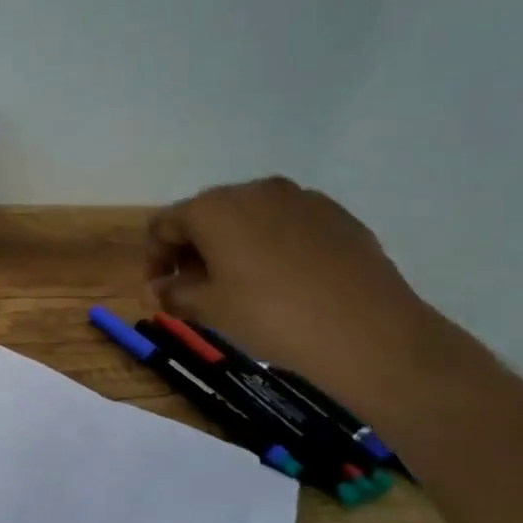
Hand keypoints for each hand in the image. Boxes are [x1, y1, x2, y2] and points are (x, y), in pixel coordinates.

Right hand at [145, 178, 427, 397]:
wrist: (368, 332)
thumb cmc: (271, 316)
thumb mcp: (211, 309)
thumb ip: (174, 293)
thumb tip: (156, 289)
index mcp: (214, 208)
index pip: (164, 224)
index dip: (153, 258)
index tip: (158, 292)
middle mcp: (254, 190)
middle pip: (206, 215)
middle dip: (192, 250)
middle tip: (194, 291)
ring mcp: (300, 198)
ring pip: (248, 217)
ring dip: (231, 247)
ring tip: (239, 287)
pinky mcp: (336, 214)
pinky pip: (286, 225)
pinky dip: (270, 247)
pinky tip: (282, 282)